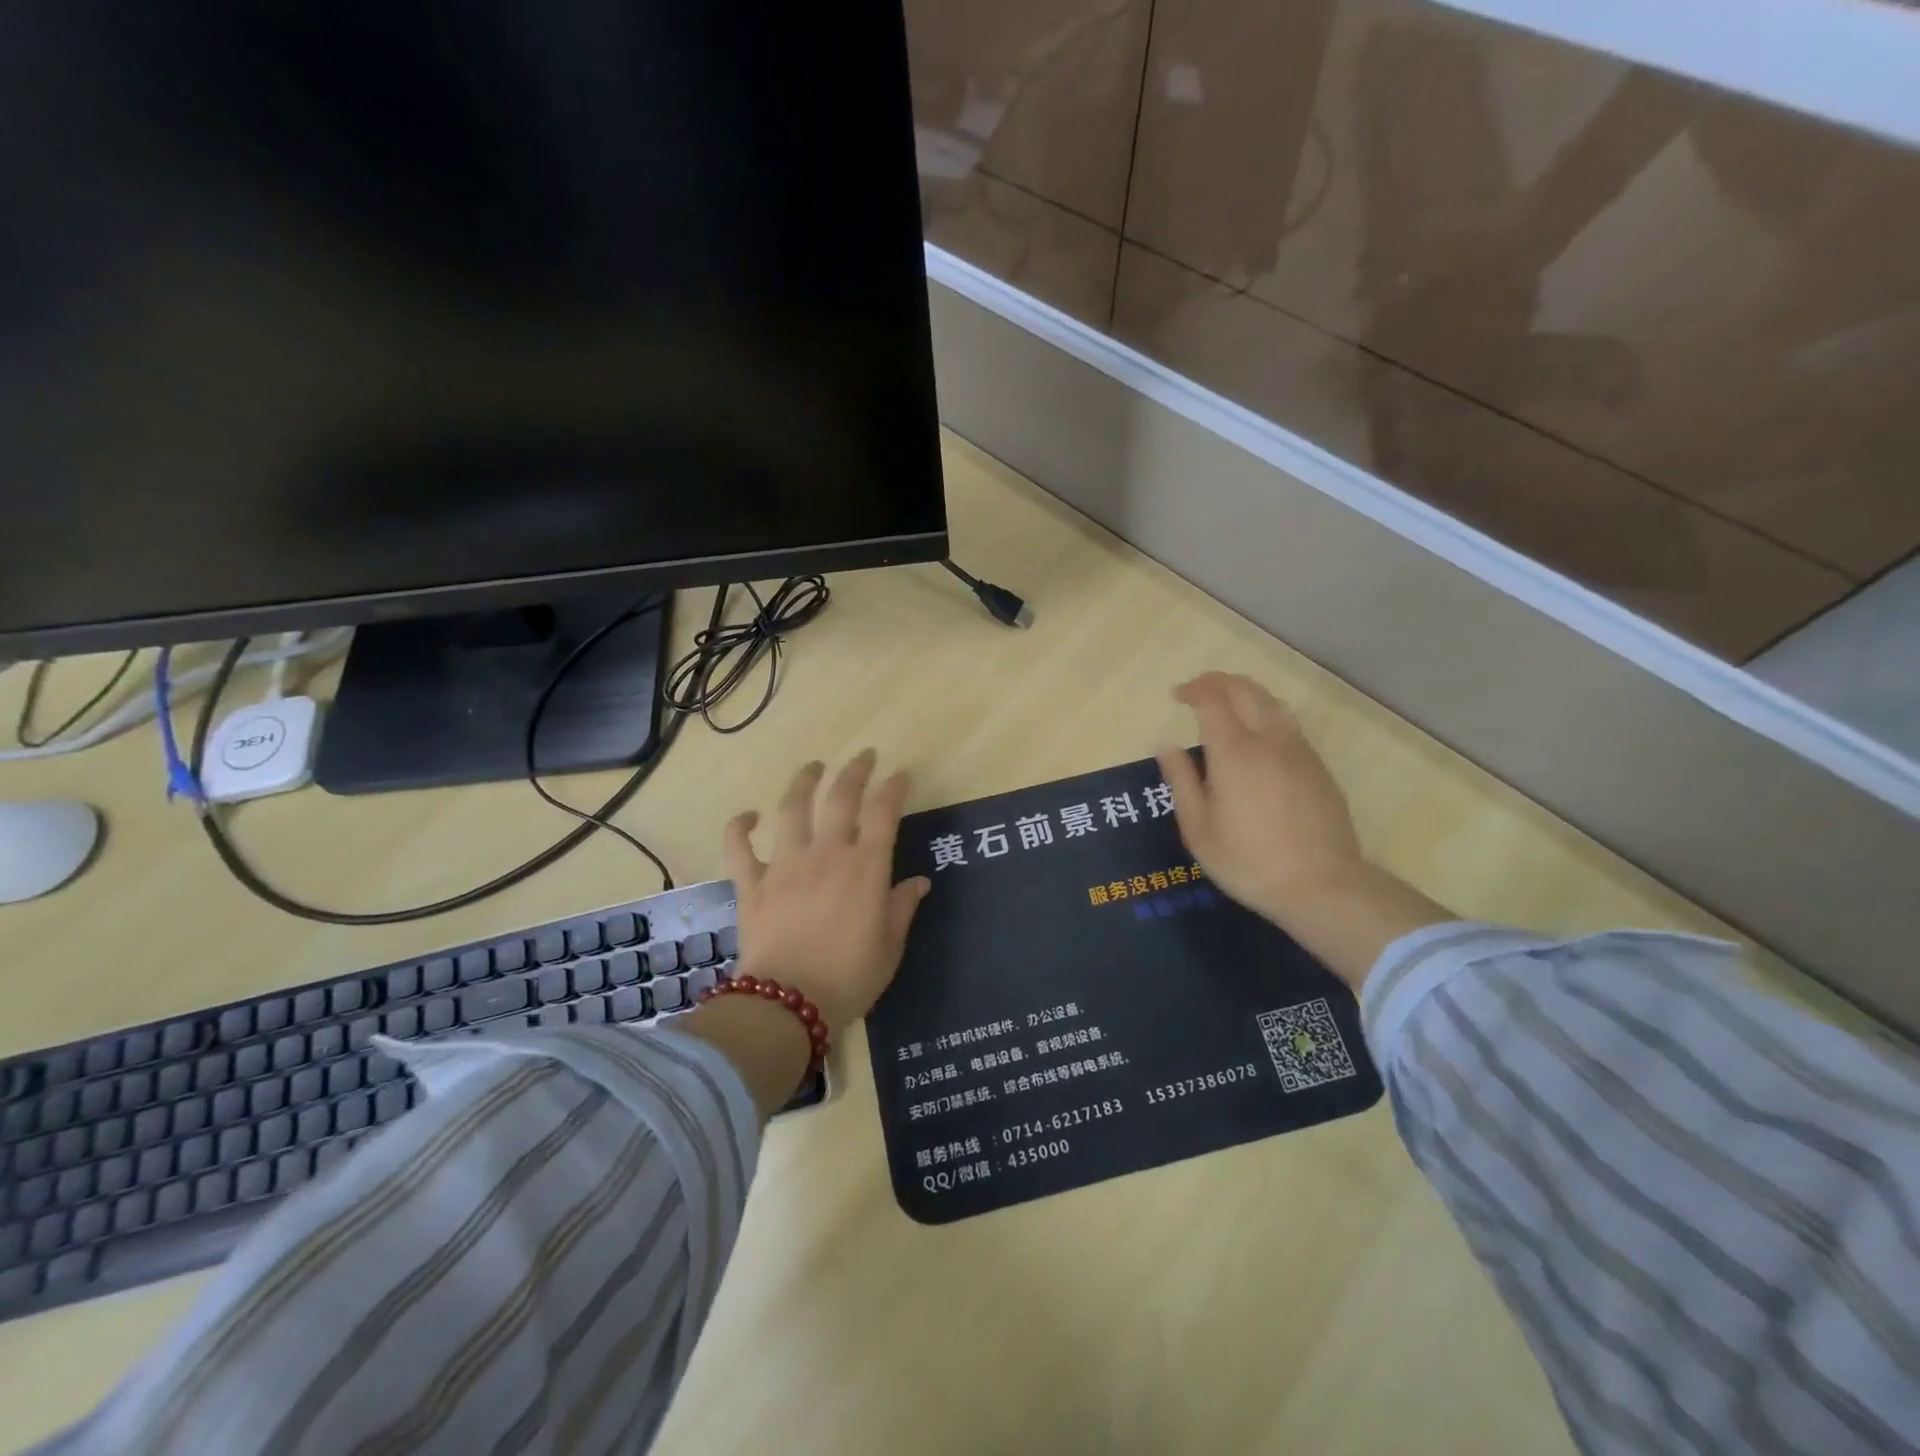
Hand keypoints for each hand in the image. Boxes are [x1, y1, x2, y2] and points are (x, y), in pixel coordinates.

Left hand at [723, 750, 931, 1029]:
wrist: (787, 1005)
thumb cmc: (849, 979)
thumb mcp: (890, 948)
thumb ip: (902, 908)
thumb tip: (919, 882)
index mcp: (865, 868)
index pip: (884, 813)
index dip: (894, 788)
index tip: (900, 775)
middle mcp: (826, 854)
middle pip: (841, 798)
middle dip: (855, 771)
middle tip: (864, 756)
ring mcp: (785, 865)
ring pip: (792, 808)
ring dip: (803, 782)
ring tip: (813, 767)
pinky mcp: (752, 883)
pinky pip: (739, 847)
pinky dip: (740, 827)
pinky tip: (749, 816)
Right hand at [1155, 673, 1364, 924]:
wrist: (1322, 886)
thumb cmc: (1248, 861)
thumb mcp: (1198, 828)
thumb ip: (1181, 780)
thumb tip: (1166, 745)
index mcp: (1234, 751)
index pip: (1213, 698)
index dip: (1193, 689)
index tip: (1177, 696)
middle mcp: (1269, 740)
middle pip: (1246, 689)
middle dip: (1218, 682)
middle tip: (1198, 692)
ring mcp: (1300, 751)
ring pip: (1273, 702)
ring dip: (1246, 694)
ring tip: (1228, 708)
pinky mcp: (1319, 767)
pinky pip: (1290, 725)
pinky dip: (1267, 716)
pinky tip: (1259, 740)